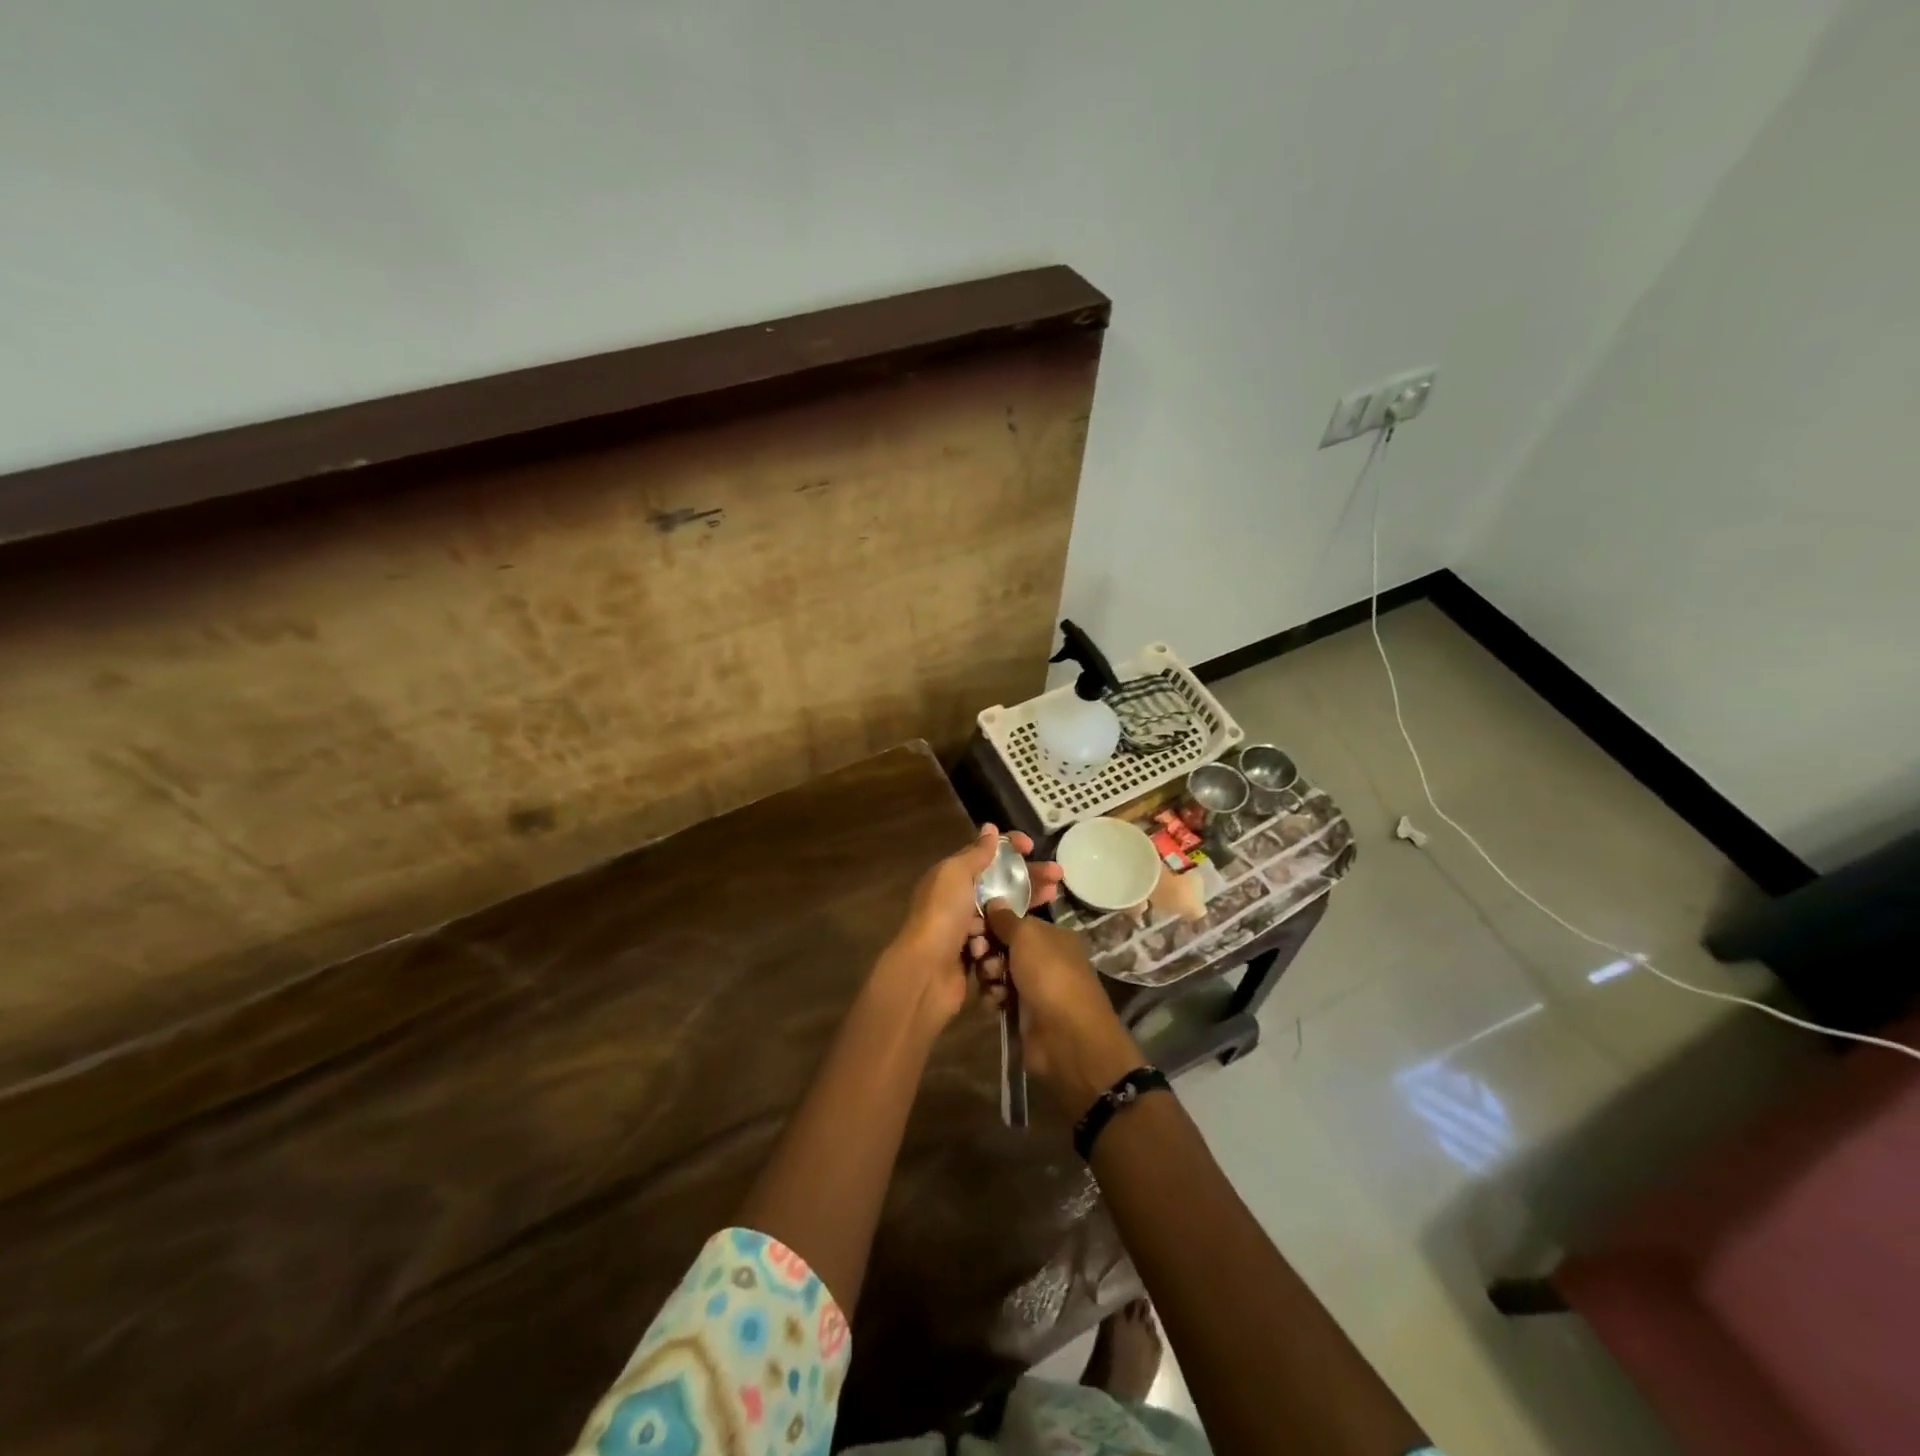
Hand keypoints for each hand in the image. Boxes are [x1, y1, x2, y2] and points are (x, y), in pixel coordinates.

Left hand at [881, 825, 1061, 1032]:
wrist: (926, 972)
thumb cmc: (942, 915)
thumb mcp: (955, 874)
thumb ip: (975, 853)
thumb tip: (990, 828)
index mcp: (952, 878)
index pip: (984, 856)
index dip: (1008, 848)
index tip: (1032, 847)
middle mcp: (960, 901)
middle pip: (1001, 884)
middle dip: (1029, 877)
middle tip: (1058, 876)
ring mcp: (969, 930)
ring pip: (1006, 913)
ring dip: (1027, 903)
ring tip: (1053, 897)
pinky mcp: (979, 956)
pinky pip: (1003, 941)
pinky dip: (1012, 936)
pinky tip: (1028, 932)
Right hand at [979, 903, 1143, 1109]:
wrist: (1066, 1036)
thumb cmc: (1049, 974)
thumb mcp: (1027, 936)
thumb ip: (1006, 919)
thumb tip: (994, 899)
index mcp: (1051, 935)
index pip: (1014, 922)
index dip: (992, 923)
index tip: (974, 926)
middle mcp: (1043, 958)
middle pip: (1003, 946)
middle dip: (987, 950)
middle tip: (980, 955)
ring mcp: (1034, 986)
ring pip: (997, 972)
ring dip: (989, 975)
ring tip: (994, 982)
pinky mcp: (1023, 1012)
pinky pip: (999, 996)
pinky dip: (994, 997)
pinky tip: (997, 1002)